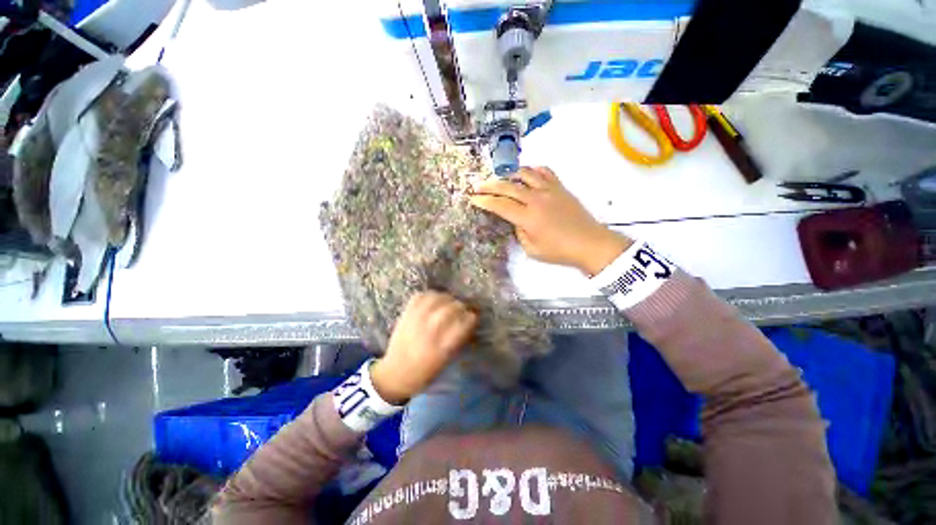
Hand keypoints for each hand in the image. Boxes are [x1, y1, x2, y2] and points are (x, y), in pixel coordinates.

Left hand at [371, 292, 476, 403]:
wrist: (394, 374)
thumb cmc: (425, 372)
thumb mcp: (446, 361)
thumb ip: (458, 340)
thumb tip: (468, 321)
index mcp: (442, 347)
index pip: (464, 323)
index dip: (471, 318)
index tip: (472, 318)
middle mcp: (429, 331)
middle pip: (451, 308)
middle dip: (461, 306)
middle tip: (462, 309)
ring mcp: (416, 321)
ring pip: (436, 298)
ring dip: (447, 298)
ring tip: (449, 303)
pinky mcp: (405, 315)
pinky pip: (420, 297)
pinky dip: (429, 295)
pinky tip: (434, 301)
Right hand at [470, 166, 632, 274]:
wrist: (589, 242)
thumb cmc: (559, 251)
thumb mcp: (532, 249)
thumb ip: (519, 231)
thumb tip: (516, 219)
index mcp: (528, 217)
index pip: (500, 205)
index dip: (484, 201)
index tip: (472, 198)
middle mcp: (536, 199)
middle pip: (507, 187)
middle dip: (489, 186)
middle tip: (477, 185)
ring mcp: (549, 190)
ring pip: (524, 174)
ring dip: (508, 174)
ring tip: (500, 177)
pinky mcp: (560, 187)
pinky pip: (544, 171)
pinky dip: (532, 170)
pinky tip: (526, 173)